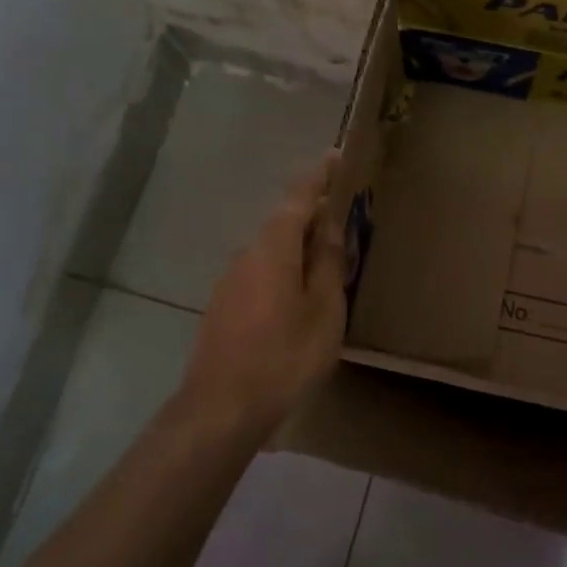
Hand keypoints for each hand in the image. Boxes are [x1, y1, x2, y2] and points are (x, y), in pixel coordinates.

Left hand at [180, 153, 346, 436]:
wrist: (220, 408)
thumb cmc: (284, 356)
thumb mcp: (324, 310)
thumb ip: (329, 263)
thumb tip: (332, 225)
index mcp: (274, 247)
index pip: (299, 196)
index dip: (320, 175)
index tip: (338, 157)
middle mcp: (247, 253)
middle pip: (284, 222)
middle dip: (314, 216)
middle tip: (346, 221)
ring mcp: (230, 280)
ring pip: (272, 250)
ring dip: (299, 247)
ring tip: (329, 263)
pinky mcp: (222, 306)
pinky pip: (260, 273)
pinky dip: (284, 270)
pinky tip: (298, 298)